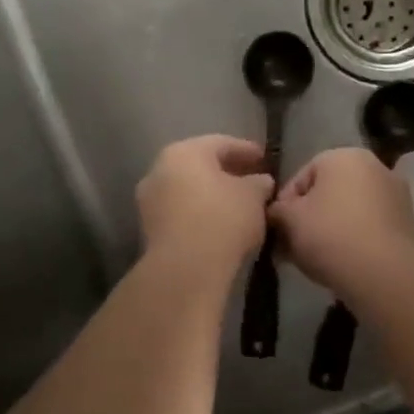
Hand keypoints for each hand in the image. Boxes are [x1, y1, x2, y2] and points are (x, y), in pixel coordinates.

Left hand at [136, 135, 275, 275]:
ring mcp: (150, 200)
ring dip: (211, 194)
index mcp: (184, 152)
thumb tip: (260, 181)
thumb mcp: (253, 197)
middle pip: (200, 165)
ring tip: (237, 204)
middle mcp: (159, 169)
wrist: (185, 269)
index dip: (246, 150)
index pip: (221, 143)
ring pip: (187, 189)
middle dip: (226, 172)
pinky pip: (180, 211)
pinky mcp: (149, 228)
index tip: (264, 159)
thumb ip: (258, 183)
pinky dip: (199, 212)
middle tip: (250, 179)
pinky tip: (218, 224)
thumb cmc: (222, 219)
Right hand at [269, 148, 413, 291]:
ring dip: (330, 229)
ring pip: (349, 210)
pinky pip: (369, 226)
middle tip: (291, 246)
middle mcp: (374, 166)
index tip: (276, 231)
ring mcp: (395, 194)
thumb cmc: (330, 235)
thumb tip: (276, 214)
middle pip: (327, 192)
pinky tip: (341, 263)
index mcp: (344, 155)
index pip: (301, 176)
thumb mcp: (289, 220)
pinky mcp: (407, 223)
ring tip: (314, 259)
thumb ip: (276, 210)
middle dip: (308, 217)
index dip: (284, 205)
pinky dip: (353, 239)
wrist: (385, 274)